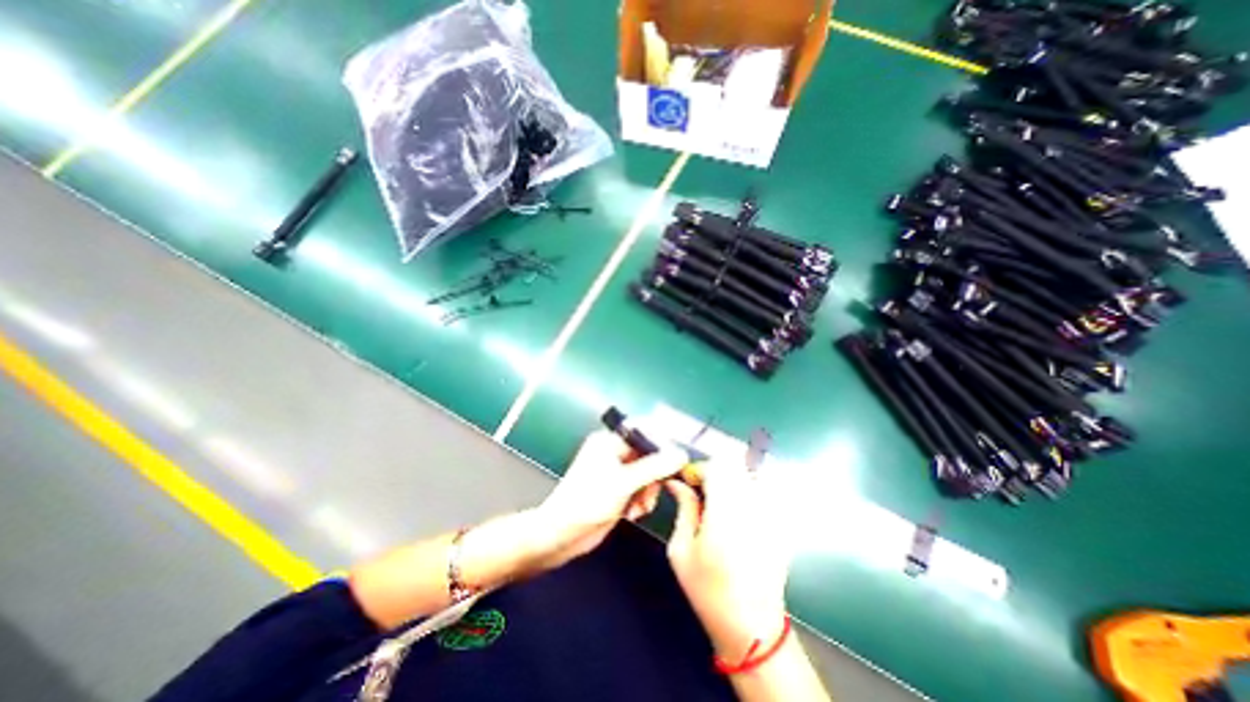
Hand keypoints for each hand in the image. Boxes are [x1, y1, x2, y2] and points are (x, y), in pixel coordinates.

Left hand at [534, 429, 686, 573]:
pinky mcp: (618, 490)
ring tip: (640, 507)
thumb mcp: (624, 483)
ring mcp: (616, 472)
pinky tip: (633, 513)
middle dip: (654, 476)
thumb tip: (681, 454)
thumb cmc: (588, 501)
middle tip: (652, 492)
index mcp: (609, 441)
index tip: (677, 460)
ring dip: (648, 492)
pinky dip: (641, 500)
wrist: (562, 535)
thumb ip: (655, 467)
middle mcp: (613, 452)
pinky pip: (640, 488)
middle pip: (648, 455)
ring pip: (647, 474)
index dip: (662, 443)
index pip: (643, 432)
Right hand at [663, 462, 789, 656]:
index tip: (689, 480)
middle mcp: (752, 507)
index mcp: (725, 513)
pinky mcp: (781, 522)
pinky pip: (764, 490)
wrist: (752, 627)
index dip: (699, 467)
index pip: (716, 466)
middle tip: (703, 488)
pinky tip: (738, 512)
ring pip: (750, 473)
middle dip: (715, 470)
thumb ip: (684, 508)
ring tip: (720, 499)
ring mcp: (771, 514)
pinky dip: (748, 490)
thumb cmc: (708, 590)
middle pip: (735, 464)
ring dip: (732, 477)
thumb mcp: (681, 550)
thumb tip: (676, 482)